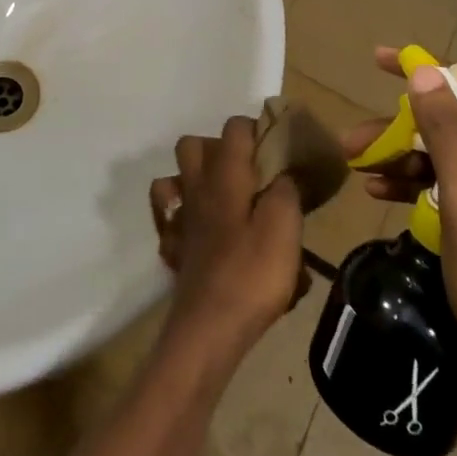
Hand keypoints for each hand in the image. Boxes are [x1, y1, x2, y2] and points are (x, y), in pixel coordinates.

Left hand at [148, 116, 308, 367]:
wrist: (209, 327)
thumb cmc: (251, 273)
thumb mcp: (285, 228)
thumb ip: (287, 191)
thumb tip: (285, 172)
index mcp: (224, 175)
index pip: (234, 128)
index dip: (255, 129)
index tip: (276, 148)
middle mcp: (196, 187)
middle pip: (192, 145)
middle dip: (217, 148)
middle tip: (248, 173)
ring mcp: (180, 217)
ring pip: (174, 179)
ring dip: (193, 180)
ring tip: (225, 199)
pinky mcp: (173, 247)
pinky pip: (169, 220)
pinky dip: (182, 218)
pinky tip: (203, 233)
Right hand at [342, 48, 456, 403]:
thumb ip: (448, 136)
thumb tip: (424, 70)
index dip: (420, 71)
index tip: (376, 61)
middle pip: (454, 123)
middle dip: (399, 126)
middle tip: (352, 144)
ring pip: (450, 154)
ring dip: (403, 155)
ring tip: (358, 169)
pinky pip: (456, 184)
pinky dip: (420, 182)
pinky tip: (383, 193)